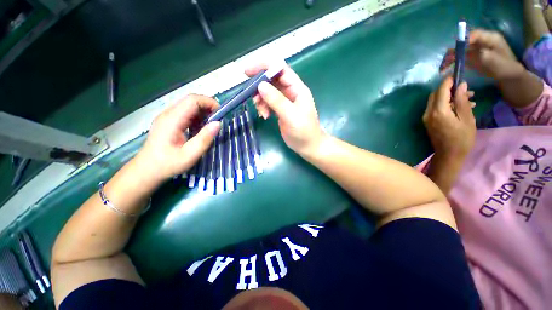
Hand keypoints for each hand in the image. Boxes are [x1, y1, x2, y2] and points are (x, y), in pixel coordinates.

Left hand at [135, 94, 220, 182]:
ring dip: (202, 112)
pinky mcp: (168, 122)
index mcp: (172, 120)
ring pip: (188, 106)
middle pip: (190, 101)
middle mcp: (168, 114)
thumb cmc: (168, 164)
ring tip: (210, 125)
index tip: (221, 113)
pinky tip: (199, 129)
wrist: (147, 170)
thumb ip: (204, 139)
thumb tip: (218, 123)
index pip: (192, 100)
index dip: (208, 102)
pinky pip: (185, 113)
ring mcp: (167, 117)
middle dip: (207, 107)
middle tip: (218, 120)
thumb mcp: (190, 155)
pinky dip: (196, 117)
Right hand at [245, 63, 324, 154]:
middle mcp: (290, 91)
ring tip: (262, 112)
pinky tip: (264, 116)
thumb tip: (260, 85)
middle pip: (271, 80)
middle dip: (259, 86)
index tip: (248, 71)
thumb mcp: (291, 115)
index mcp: (297, 88)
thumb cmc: (303, 131)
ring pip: (267, 92)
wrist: (307, 146)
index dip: (264, 66)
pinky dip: (263, 107)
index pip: (280, 69)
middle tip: (251, 96)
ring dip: (261, 100)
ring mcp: (284, 101)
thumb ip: (277, 100)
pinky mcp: (280, 110)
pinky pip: (268, 103)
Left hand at [423, 77, 475, 159]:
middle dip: (449, 89)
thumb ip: (462, 101)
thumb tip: (461, 85)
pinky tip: (461, 106)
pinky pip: (435, 108)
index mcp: (438, 112)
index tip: (457, 74)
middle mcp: (428, 113)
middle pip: (436, 95)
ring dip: (450, 97)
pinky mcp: (428, 122)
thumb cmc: (461, 139)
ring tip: (469, 98)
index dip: (448, 81)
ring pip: (436, 101)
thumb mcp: (466, 119)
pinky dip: (446, 104)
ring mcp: (426, 118)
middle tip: (466, 89)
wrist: (448, 155)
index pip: (440, 91)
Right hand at [440, 29, 523, 80]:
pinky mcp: (473, 58)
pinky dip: (453, 62)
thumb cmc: (505, 68)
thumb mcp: (495, 60)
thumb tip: (469, 52)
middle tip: (445, 61)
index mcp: (490, 37)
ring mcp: (477, 50)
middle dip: (454, 51)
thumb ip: (481, 53)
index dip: (465, 40)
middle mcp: (482, 41)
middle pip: (465, 42)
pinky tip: (446, 68)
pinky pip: (461, 58)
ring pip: (461, 50)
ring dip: (451, 58)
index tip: (457, 51)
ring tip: (443, 67)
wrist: (510, 78)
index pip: (474, 34)